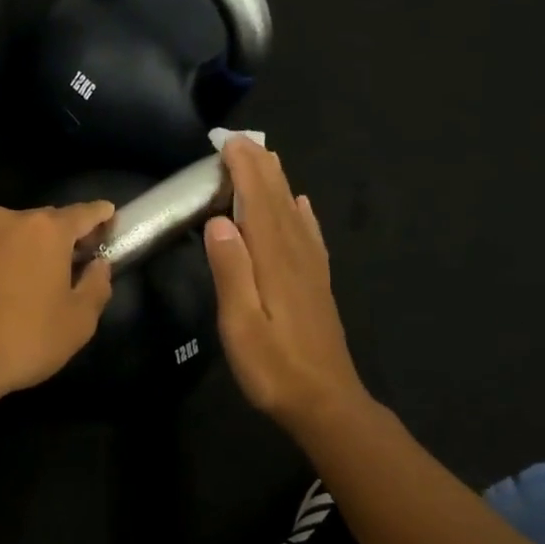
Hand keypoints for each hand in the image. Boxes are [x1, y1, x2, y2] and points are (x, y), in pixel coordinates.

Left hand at [0, 202, 115, 406]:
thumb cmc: (24, 340)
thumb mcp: (79, 321)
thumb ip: (97, 285)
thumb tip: (98, 265)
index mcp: (45, 230)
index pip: (83, 213)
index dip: (100, 215)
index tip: (109, 216)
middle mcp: (5, 221)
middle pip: (43, 221)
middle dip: (59, 237)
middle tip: (71, 261)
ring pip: (8, 235)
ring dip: (22, 250)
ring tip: (28, 280)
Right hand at [203, 138, 369, 436]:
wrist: (326, 402)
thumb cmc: (274, 368)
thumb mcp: (240, 324)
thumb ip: (231, 270)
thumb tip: (218, 221)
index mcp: (273, 262)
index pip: (257, 203)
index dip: (244, 171)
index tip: (227, 143)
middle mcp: (296, 257)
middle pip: (278, 201)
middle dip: (260, 168)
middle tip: (241, 141)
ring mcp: (311, 270)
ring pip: (294, 214)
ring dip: (278, 184)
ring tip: (266, 160)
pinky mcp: (317, 285)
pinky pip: (309, 238)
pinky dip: (302, 214)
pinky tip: (301, 205)